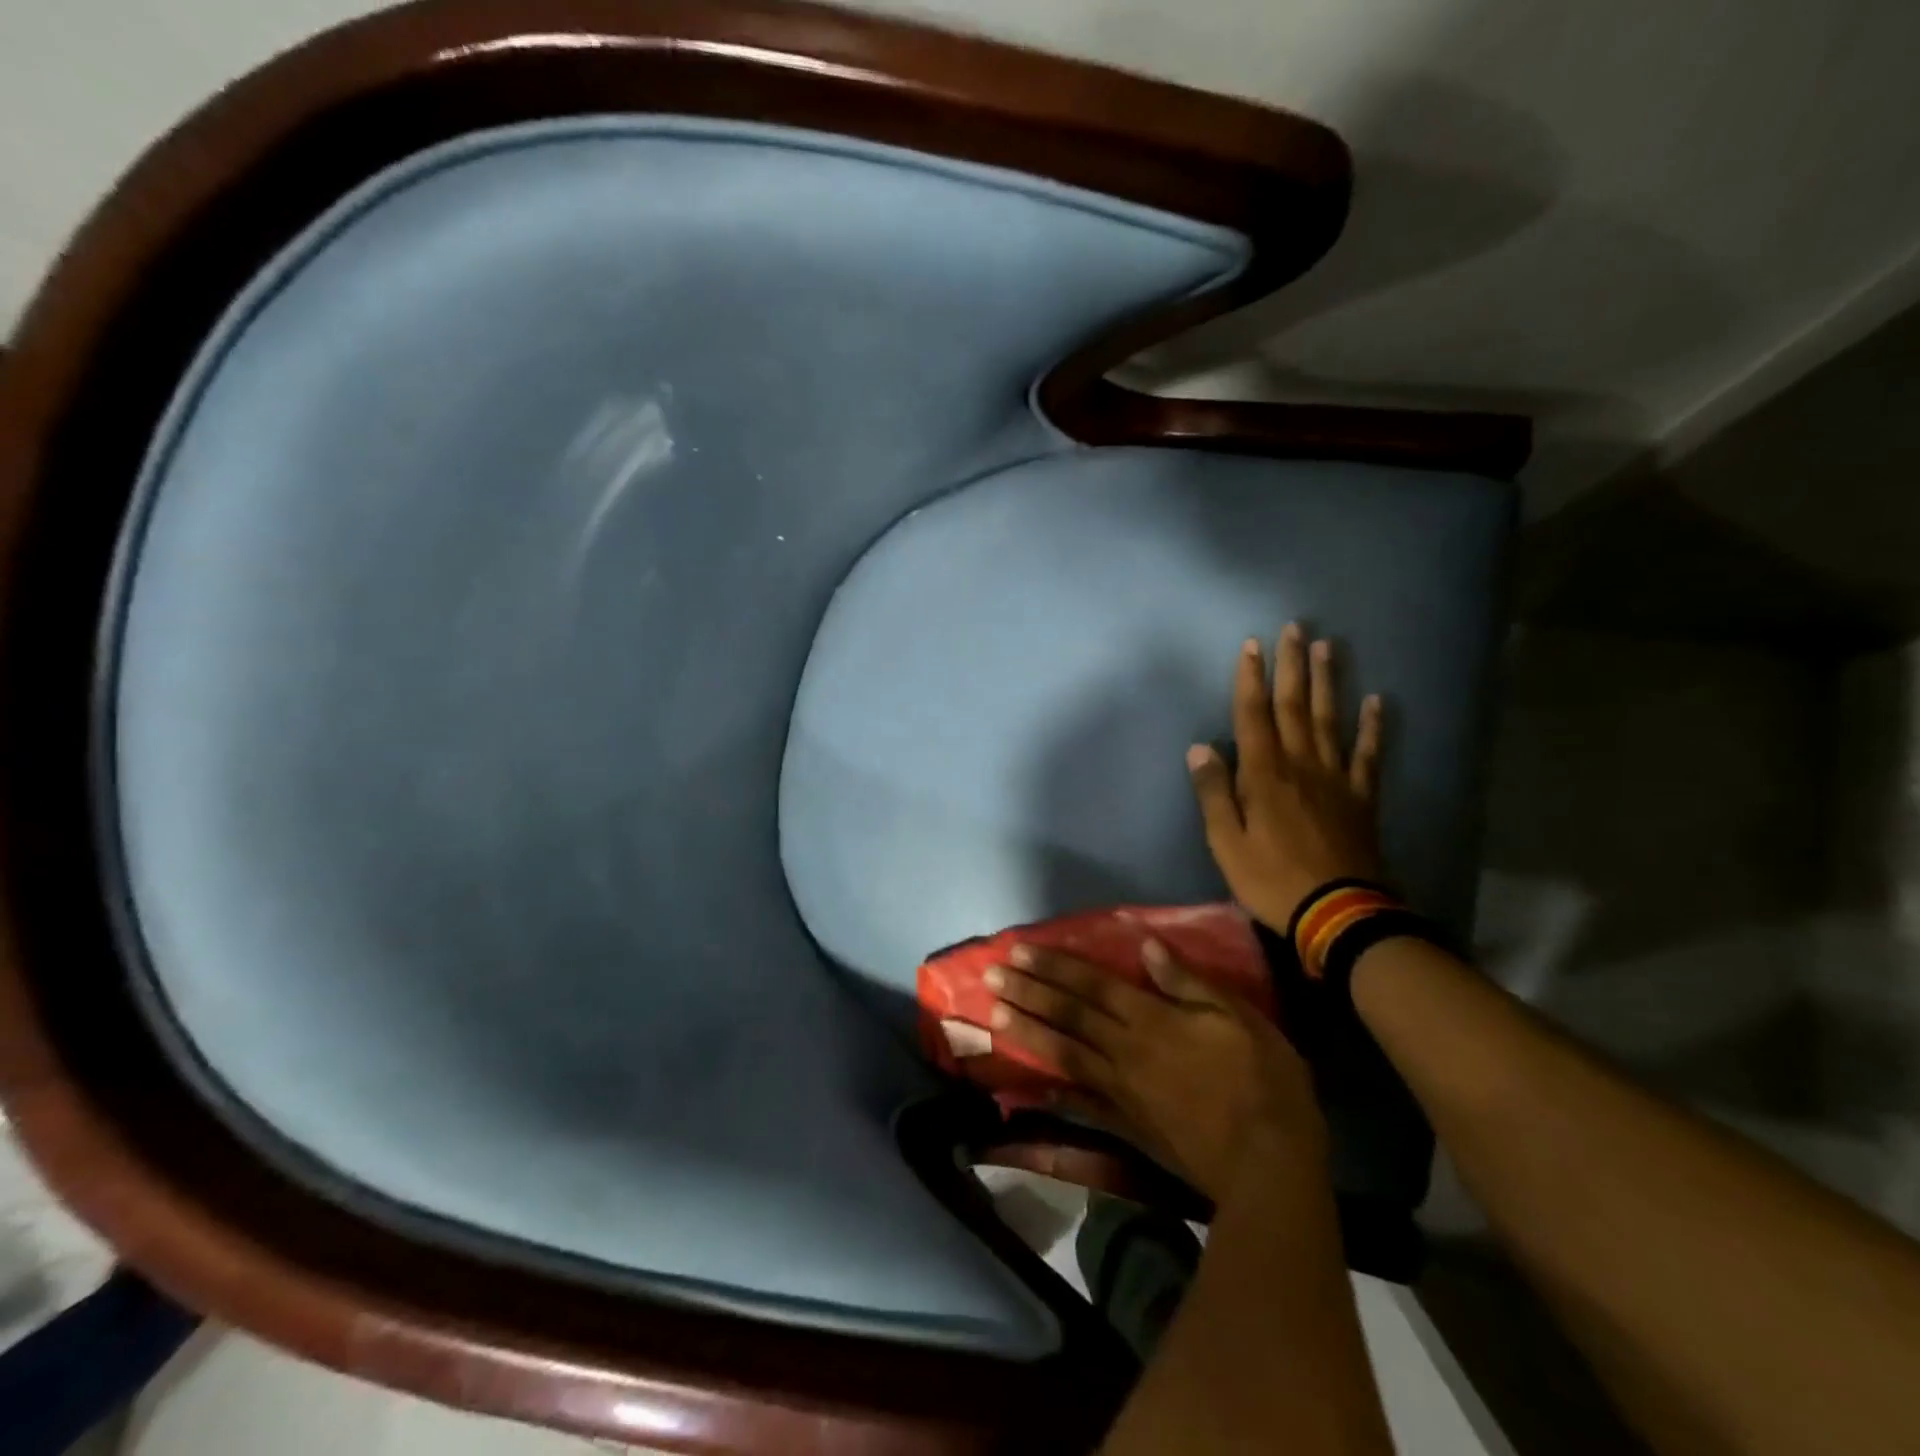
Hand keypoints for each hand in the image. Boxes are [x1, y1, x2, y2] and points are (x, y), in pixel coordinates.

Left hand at [986, 940, 1326, 1200]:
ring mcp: (1122, 1091)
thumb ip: (1187, 983)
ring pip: (1065, 1054)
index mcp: (1151, 1019)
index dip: (1055, 967)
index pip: (1092, 984)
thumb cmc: (1262, 1081)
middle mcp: (1125, 1050)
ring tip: (996, 1016)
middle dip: (1029, 992)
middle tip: (991, 976)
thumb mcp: (1237, 1017)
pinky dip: (1055, 1093)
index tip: (1020, 952)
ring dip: (1029, 1033)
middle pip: (1069, 1015)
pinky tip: (1031, 1087)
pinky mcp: (1128, 1126)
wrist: (1267, 1165)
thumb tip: (1146, 947)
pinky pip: (1083, 1105)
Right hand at [1189, 624, 1383, 932]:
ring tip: (1327, 647)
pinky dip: (1372, 727)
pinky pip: (1367, 754)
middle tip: (1294, 628)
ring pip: (1330, 720)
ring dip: (1327, 682)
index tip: (1252, 645)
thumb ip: (1214, 793)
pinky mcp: (1361, 797)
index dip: (1251, 679)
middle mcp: (1301, 765)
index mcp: (1264, 775)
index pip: (1253, 716)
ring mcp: (1336, 779)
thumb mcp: (1226, 843)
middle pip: (1295, 706)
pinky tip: (1376, 702)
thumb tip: (1200, 747)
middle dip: (1291, 666)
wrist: (1339, 913)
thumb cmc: (1271, 879)